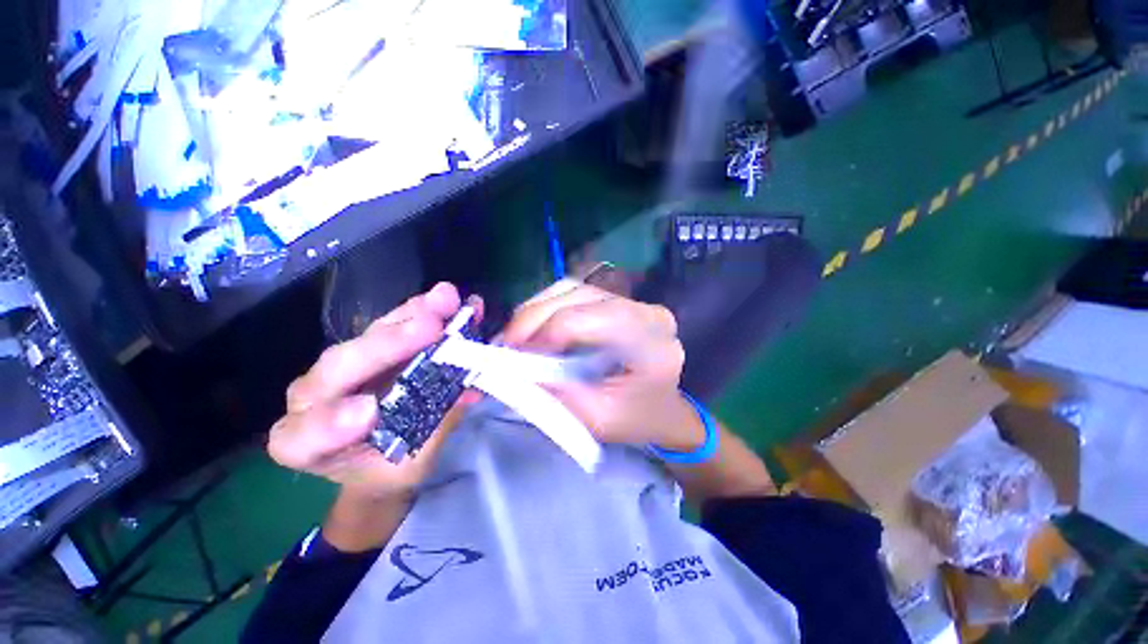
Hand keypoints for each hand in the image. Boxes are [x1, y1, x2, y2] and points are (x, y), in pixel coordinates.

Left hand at [268, 283, 480, 499]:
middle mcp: (314, 396)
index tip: (370, 411)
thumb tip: (466, 390)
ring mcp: (343, 365)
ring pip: (370, 336)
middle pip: (340, 366)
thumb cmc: (388, 470)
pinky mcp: (371, 347)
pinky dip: (422, 311)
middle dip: (387, 345)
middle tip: (431, 327)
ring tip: (445, 300)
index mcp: (303, 443)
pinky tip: (447, 300)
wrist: (379, 456)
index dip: (331, 422)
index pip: (304, 434)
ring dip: (410, 316)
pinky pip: (392, 324)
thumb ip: (433, 428)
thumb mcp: (411, 466)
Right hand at [502, 281, 704, 451]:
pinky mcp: (615, 303)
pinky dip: (546, 308)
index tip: (514, 355)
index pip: (591, 318)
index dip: (547, 331)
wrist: (663, 411)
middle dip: (534, 316)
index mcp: (650, 338)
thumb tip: (517, 369)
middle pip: (579, 295)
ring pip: (572, 289)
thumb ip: (560, 394)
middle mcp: (644, 310)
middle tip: (506, 344)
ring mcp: (630, 302)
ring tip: (516, 337)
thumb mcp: (598, 419)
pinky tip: (533, 328)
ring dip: (536, 310)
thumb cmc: (638, 419)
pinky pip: (574, 294)